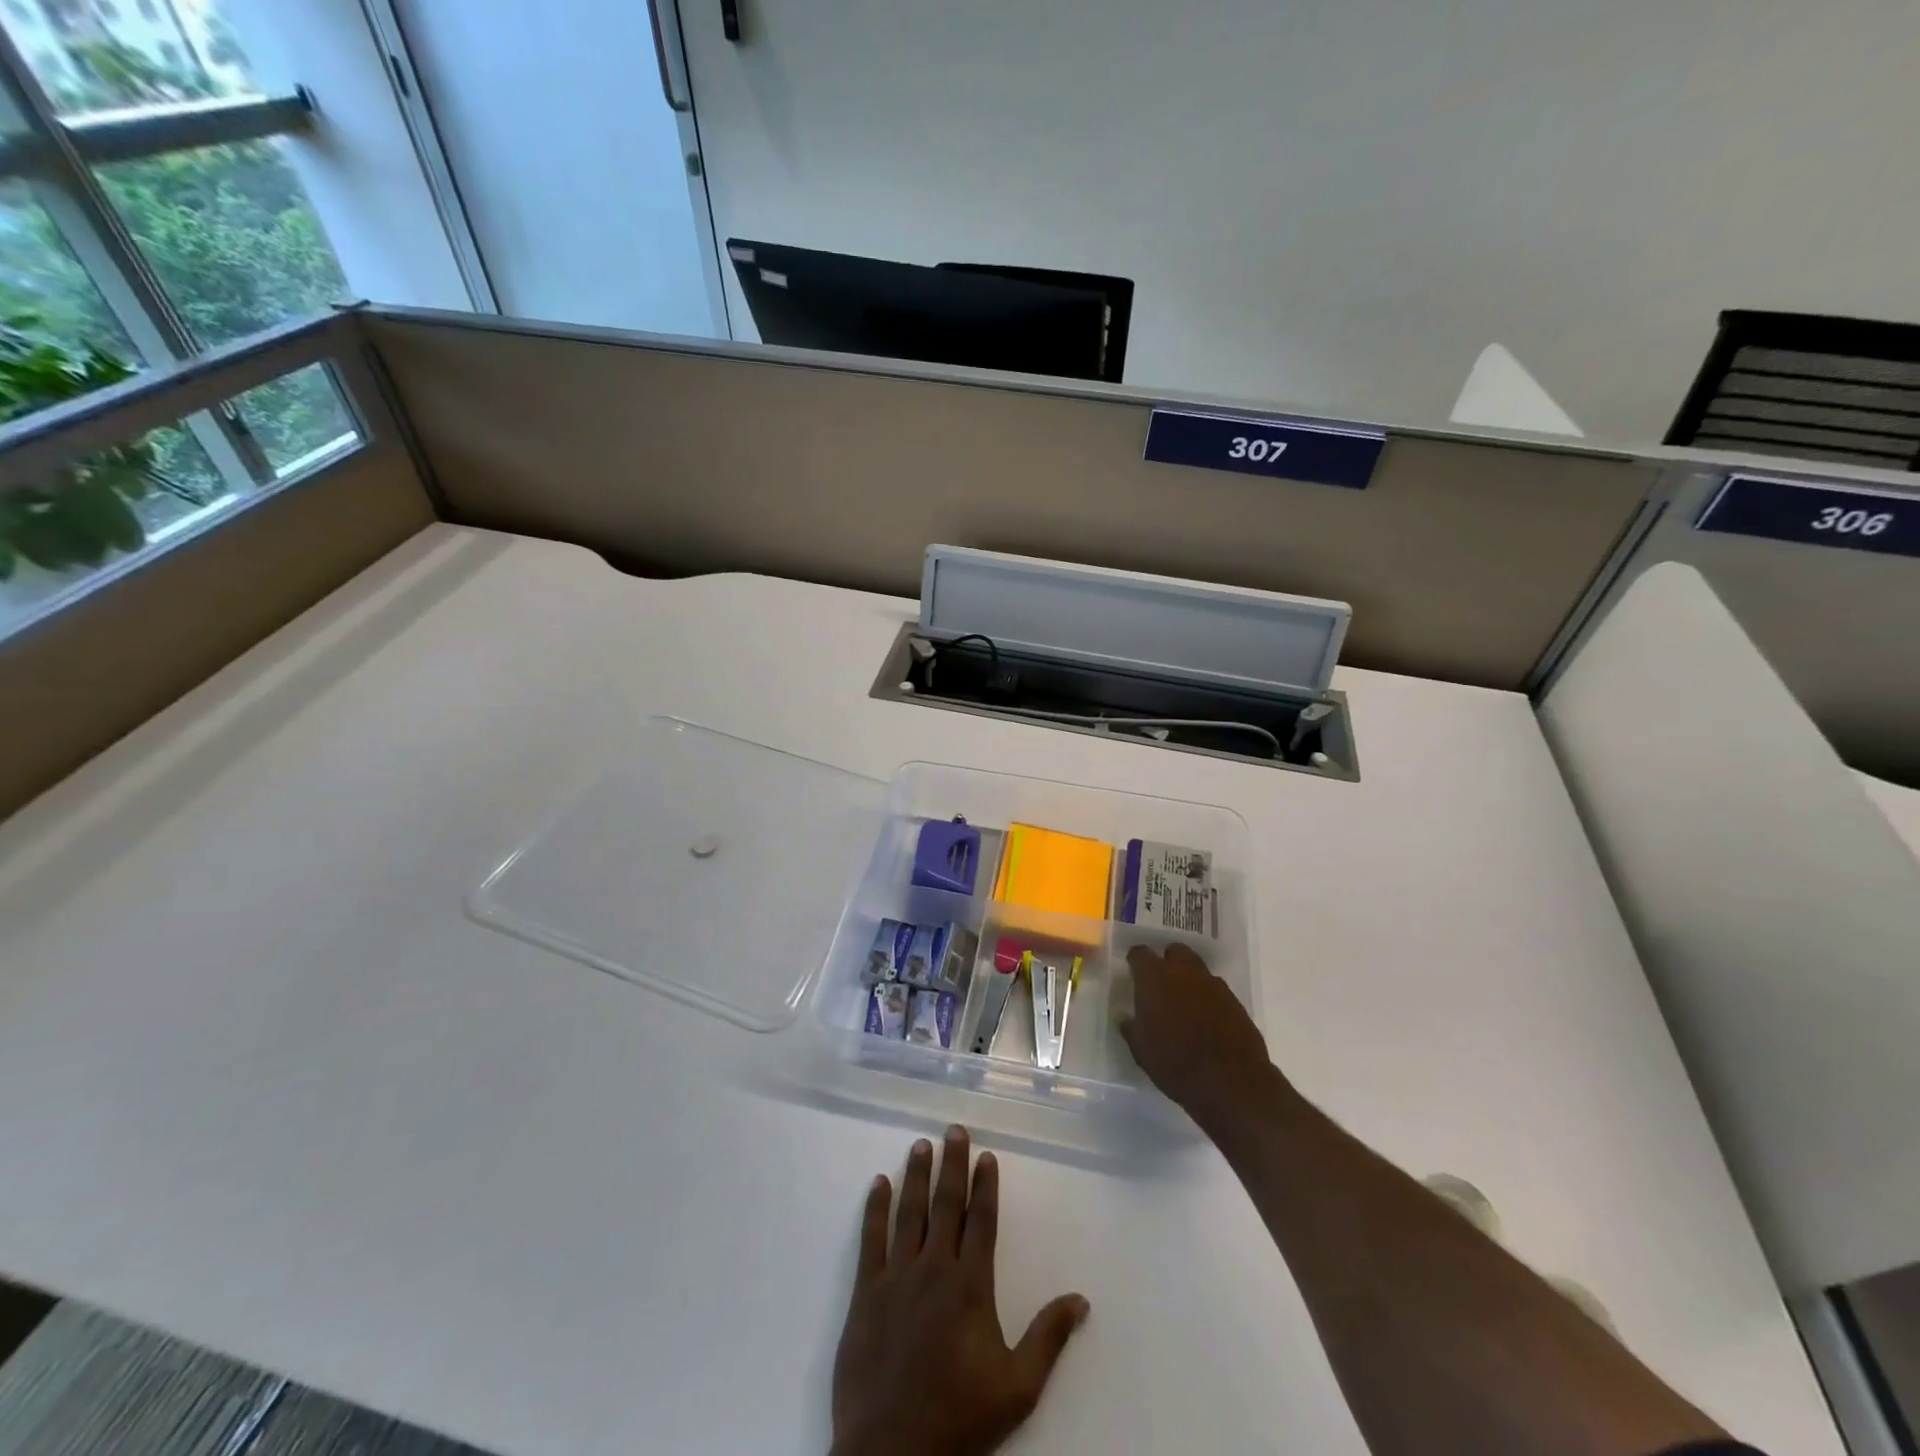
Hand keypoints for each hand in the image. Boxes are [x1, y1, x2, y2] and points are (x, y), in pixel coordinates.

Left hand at [831, 1125, 1088, 1455]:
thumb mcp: (1017, 1388)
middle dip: (952, 1164)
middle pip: (945, 1204)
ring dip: (915, 1175)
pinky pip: (871, 1239)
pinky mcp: (866, 1293)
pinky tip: (878, 1184)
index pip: (981, 1221)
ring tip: (920, 1145)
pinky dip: (875, 1208)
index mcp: (970, 1286)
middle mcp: (934, 1269)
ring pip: (908, 1212)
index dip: (985, 1185)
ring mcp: (897, 1277)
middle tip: (954, 1130)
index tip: (987, 1155)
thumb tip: (1081, 1299)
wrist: (891, 1455)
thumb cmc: (959, 1420)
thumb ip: (1048, 1338)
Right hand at [1119, 942, 1279, 1134]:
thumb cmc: (1176, 1064)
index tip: (1132, 973)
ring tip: (1184, 1005)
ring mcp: (1214, 985)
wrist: (1232, 1082)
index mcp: (1155, 978)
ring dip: (1189, 980)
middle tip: (1160, 985)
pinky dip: (1207, 998)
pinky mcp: (1235, 1001)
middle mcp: (1184, 972)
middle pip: (1175, 952)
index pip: (1140, 953)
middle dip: (1167, 962)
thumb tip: (1128, 1018)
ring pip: (1198, 969)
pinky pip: (1216, 990)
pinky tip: (1205, 1020)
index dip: (1135, 961)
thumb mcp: (1141, 1050)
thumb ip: (1132, 1028)